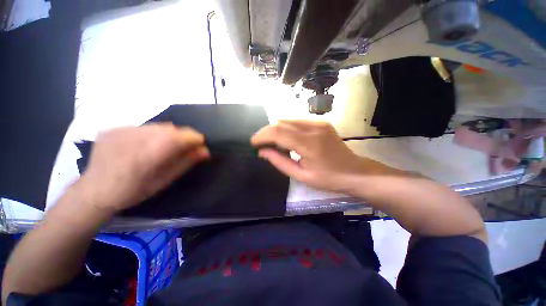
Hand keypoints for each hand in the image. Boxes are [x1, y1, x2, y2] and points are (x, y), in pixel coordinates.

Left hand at [78, 123, 209, 212]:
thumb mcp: (166, 179)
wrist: (94, 192)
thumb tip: (205, 151)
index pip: (187, 135)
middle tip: (178, 151)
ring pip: (157, 126)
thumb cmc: (135, 190)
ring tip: (158, 150)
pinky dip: (148, 135)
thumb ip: (187, 162)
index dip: (196, 140)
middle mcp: (140, 134)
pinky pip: (141, 127)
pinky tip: (140, 147)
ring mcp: (124, 129)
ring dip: (165, 136)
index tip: (197, 148)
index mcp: (156, 150)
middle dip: (181, 138)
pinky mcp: (113, 128)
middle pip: (173, 129)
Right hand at [251, 120, 386, 192]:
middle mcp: (314, 128)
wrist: (355, 172)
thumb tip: (262, 152)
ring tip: (273, 144)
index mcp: (310, 144)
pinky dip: (286, 129)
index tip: (253, 143)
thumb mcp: (301, 176)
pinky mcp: (321, 123)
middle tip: (261, 145)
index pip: (278, 132)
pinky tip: (286, 140)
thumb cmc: (329, 179)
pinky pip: (296, 122)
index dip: (262, 136)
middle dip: (267, 133)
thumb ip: (280, 162)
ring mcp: (319, 123)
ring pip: (287, 120)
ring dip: (276, 130)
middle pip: (281, 123)